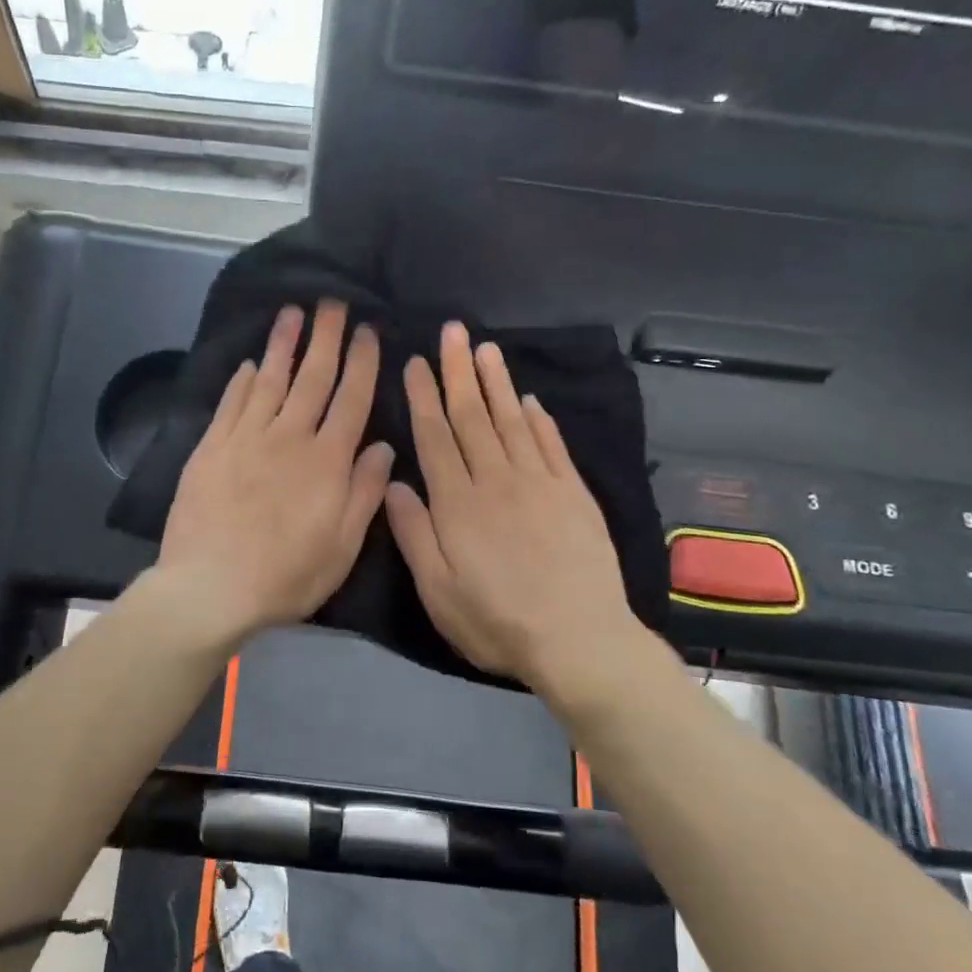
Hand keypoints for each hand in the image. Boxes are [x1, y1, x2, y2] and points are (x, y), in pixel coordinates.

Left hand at [157, 301, 394, 647]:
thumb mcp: (342, 546)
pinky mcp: (212, 447)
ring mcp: (246, 438)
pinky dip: (243, 380)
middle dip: (325, 337)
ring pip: (270, 380)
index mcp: (327, 460)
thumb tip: (385, 447)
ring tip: (292, 312)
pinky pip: (232, 404)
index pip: (351, 399)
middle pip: (312, 378)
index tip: (367, 331)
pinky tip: (251, 363)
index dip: (362, 363)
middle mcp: (289, 437)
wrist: (211, 586)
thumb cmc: (286, 574)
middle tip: (332, 302)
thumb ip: (365, 492)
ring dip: (283, 344)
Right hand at [384, 322, 649, 696]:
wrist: (579, 640)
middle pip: (472, 416)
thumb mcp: (437, 590)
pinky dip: (539, 419)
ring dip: (497, 382)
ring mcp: (539, 483)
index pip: (435, 436)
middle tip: (451, 331)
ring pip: (511, 421)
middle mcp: (496, 480)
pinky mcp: (573, 493)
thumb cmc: (496, 621)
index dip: (423, 397)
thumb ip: (413, 534)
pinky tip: (529, 399)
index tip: (416, 362)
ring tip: (485, 348)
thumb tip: (393, 482)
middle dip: (458, 371)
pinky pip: (552, 445)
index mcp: (457, 503)